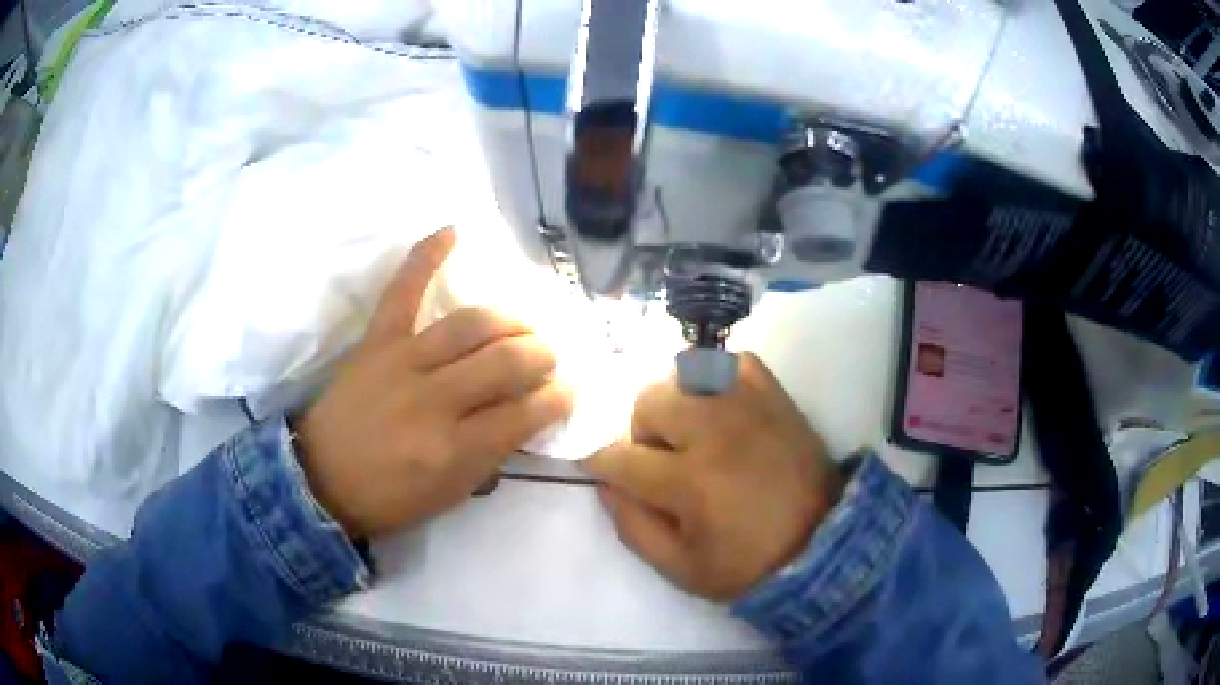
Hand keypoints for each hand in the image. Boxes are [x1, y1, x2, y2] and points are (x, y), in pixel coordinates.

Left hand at [292, 228, 572, 538]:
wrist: (320, 480)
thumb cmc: (389, 498)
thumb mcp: (450, 495)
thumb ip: (492, 455)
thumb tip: (527, 414)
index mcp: (455, 450)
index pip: (525, 413)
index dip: (558, 398)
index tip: (567, 391)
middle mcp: (434, 401)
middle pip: (506, 360)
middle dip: (541, 355)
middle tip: (547, 358)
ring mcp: (403, 362)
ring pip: (472, 323)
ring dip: (510, 320)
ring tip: (522, 326)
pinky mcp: (376, 341)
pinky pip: (403, 290)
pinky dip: (426, 256)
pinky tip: (453, 231)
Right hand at [581, 353, 842, 600]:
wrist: (823, 543)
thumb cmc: (748, 563)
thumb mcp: (679, 567)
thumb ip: (632, 525)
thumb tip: (604, 482)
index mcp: (691, 482)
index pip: (620, 457)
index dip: (600, 463)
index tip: (600, 467)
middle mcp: (716, 431)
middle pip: (649, 402)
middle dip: (642, 433)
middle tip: (663, 460)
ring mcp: (748, 405)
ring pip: (683, 374)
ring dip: (676, 404)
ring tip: (695, 433)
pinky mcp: (774, 394)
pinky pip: (731, 361)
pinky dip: (716, 379)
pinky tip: (722, 409)